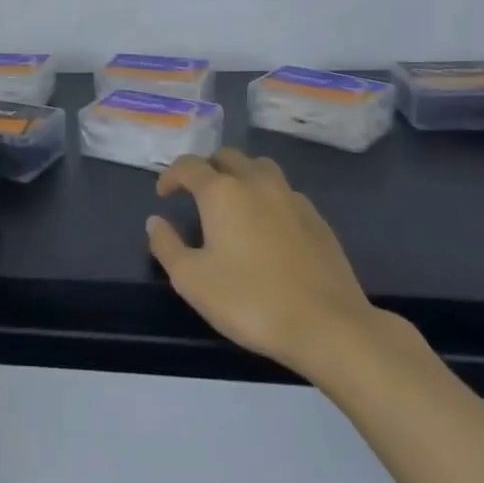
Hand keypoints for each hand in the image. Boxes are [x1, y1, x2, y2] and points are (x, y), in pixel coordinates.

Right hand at [147, 148, 378, 376]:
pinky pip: (285, 193)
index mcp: (222, 192)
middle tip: (196, 194)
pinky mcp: (318, 220)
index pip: (189, 166)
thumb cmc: (249, 300)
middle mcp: (257, 183)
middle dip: (207, 168)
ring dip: (241, 175)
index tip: (163, 195)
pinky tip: (267, 227)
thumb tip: (155, 221)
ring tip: (233, 202)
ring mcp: (292, 198)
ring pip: (261, 168)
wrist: (327, 326)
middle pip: (228, 156)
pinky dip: (268, 197)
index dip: (171, 175)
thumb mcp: (191, 279)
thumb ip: (166, 245)